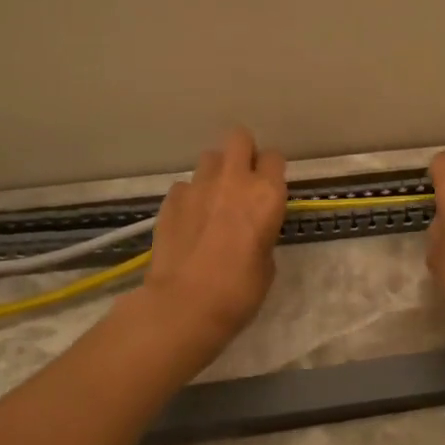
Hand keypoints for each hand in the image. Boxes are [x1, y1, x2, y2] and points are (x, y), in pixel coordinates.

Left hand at [135, 127, 287, 351]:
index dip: (271, 171)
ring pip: (209, 158)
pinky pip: (185, 186)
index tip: (269, 188)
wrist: (184, 305)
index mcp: (267, 194)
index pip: (275, 157)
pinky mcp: (170, 200)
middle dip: (243, 153)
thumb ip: (262, 233)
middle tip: (242, 181)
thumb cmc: (239, 291)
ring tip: (213, 200)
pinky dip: (189, 197)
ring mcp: (198, 187)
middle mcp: (234, 180)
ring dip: (215, 173)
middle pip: (239, 138)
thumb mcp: (267, 263)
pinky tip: (189, 220)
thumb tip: (250, 229)